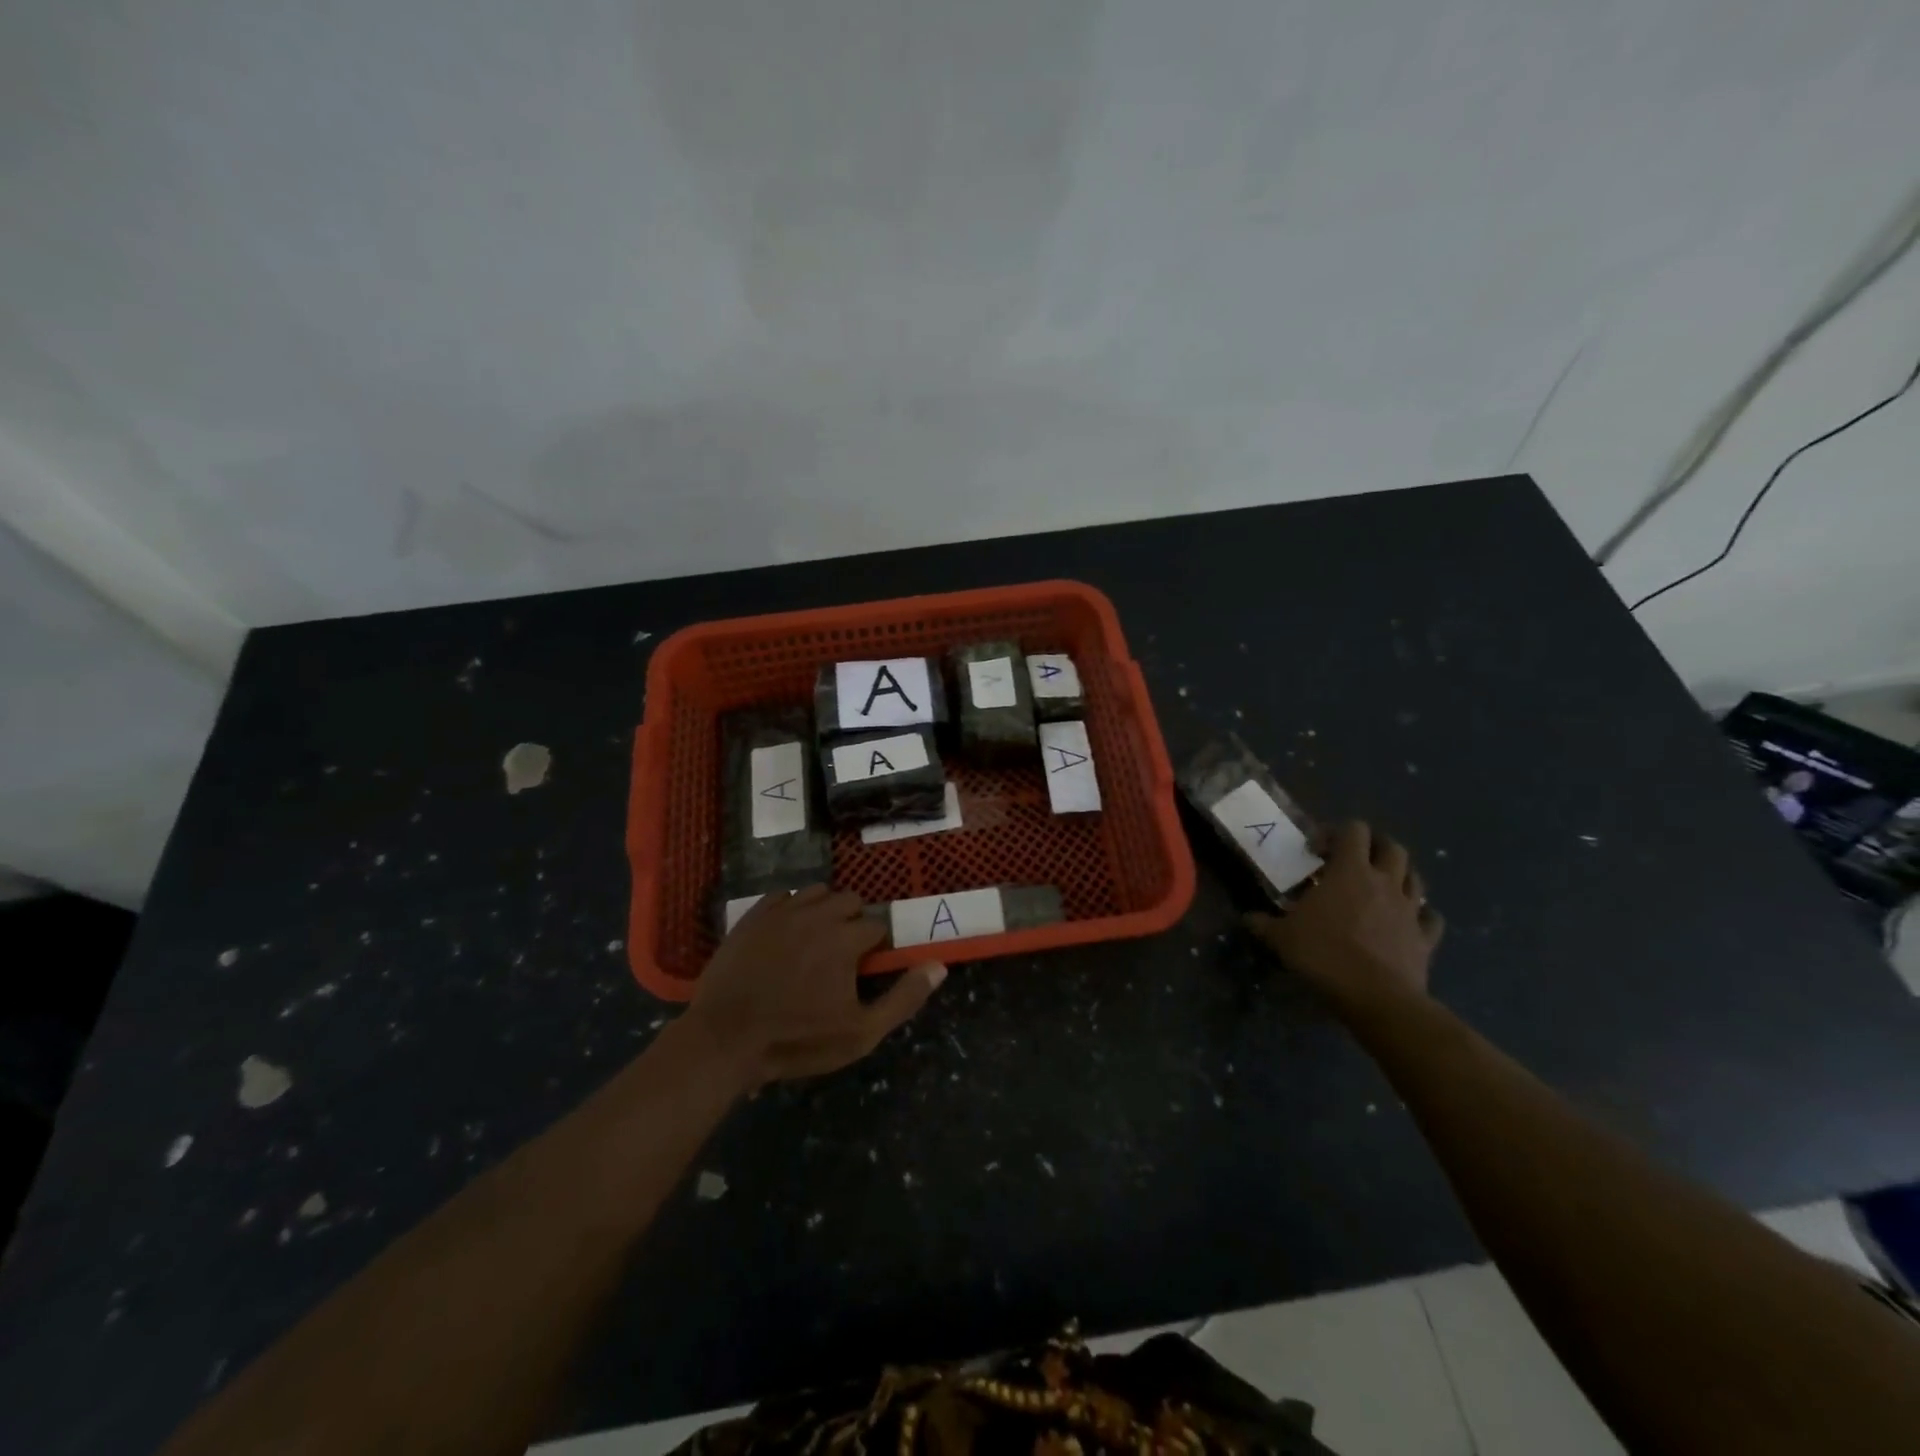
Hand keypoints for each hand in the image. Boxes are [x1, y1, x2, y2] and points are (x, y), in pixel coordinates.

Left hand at [683, 886, 944, 1087]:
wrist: (725, 1039)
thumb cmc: (797, 1040)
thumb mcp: (860, 1033)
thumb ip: (903, 998)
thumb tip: (939, 966)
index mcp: (847, 938)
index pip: (877, 925)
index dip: (875, 947)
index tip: (864, 969)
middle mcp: (819, 914)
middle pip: (850, 901)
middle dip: (852, 922)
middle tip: (840, 956)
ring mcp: (783, 911)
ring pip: (817, 892)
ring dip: (824, 910)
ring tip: (814, 941)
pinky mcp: (754, 915)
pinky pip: (783, 895)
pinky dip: (791, 908)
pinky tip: (785, 934)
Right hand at [1244, 821, 1442, 1016]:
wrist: (1376, 997)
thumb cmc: (1324, 955)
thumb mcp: (1281, 938)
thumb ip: (1263, 923)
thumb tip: (1247, 918)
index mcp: (1350, 872)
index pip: (1354, 830)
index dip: (1335, 833)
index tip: (1317, 852)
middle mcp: (1385, 882)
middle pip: (1391, 846)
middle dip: (1374, 847)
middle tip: (1353, 861)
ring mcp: (1410, 910)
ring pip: (1415, 877)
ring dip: (1400, 875)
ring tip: (1380, 886)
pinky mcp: (1425, 938)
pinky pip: (1431, 918)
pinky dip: (1422, 915)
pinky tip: (1409, 921)